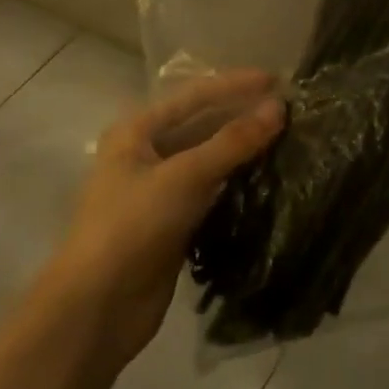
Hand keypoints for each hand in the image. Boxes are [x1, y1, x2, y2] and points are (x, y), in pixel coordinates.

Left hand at [53, 71, 284, 362]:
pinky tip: (269, 179)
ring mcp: (159, 191)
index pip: (194, 96)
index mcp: (137, 131)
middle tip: (290, 112)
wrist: (98, 309)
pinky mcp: (173, 223)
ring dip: (243, 151)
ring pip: (209, 160)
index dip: (236, 85)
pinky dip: (237, 183)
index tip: (279, 80)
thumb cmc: (132, 227)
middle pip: (202, 125)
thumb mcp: (185, 176)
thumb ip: (233, 141)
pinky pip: (211, 192)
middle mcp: (146, 154)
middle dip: (242, 116)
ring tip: (288, 140)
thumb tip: (279, 108)